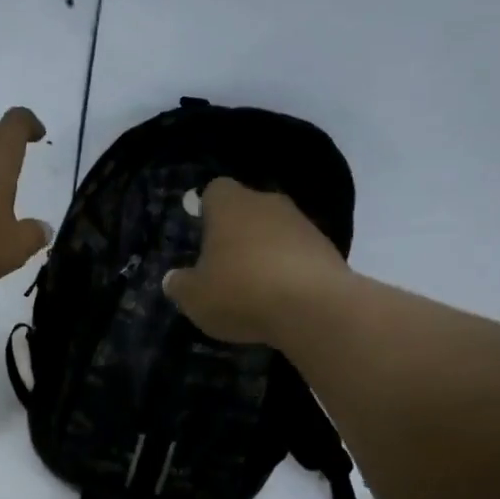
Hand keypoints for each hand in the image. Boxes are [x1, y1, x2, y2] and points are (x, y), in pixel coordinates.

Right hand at [161, 179, 350, 342]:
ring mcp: (302, 223)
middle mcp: (267, 203)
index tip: (201, 234)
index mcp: (229, 204)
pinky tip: (281, 297)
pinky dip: (288, 269)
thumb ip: (180, 285)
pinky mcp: (327, 248)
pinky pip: (297, 253)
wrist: (314, 308)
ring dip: (264, 251)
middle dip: (236, 232)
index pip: (214, 190)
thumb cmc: (240, 292)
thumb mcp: (195, 297)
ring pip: (274, 230)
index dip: (206, 210)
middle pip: (246, 209)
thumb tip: (173, 278)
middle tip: (223, 265)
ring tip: (253, 287)